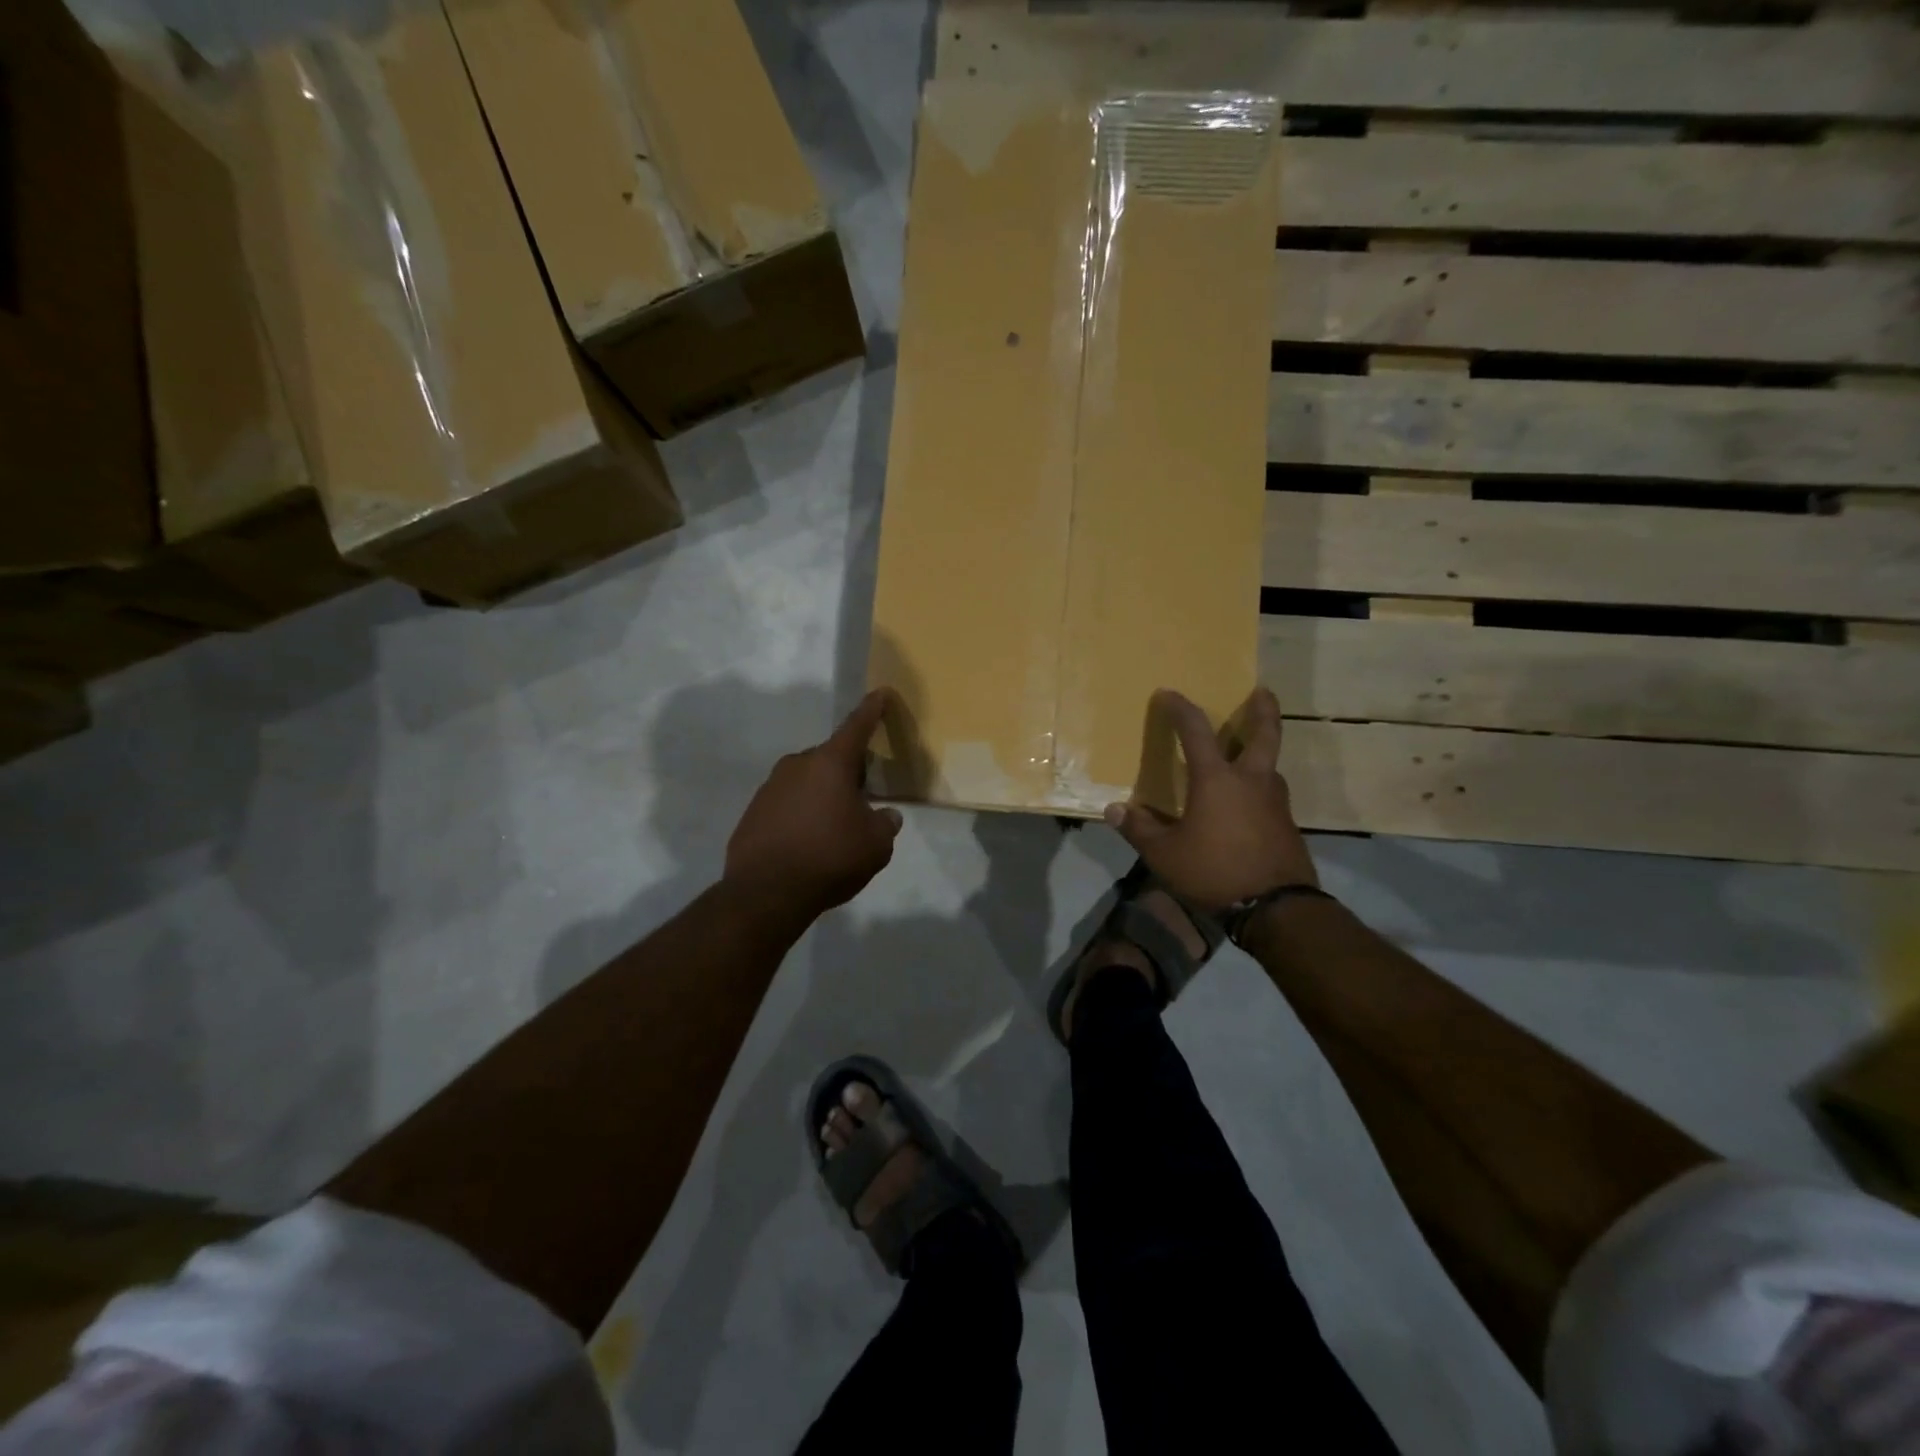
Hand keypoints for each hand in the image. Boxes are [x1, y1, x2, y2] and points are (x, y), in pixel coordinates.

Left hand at [725, 690, 903, 917]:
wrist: (766, 893)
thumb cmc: (830, 857)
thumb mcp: (876, 845)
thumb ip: (885, 824)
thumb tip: (885, 816)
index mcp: (831, 763)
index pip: (857, 726)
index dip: (872, 710)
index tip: (881, 692)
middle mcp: (797, 765)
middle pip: (831, 758)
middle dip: (849, 771)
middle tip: (863, 796)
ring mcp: (770, 787)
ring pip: (807, 781)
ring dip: (823, 795)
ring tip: (835, 826)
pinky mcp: (753, 812)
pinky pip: (786, 803)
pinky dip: (801, 814)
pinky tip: (808, 842)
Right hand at [1104, 687, 1316, 911]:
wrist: (1276, 908)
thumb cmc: (1214, 870)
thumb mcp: (1164, 854)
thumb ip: (1140, 829)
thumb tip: (1114, 810)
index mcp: (1217, 779)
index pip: (1196, 731)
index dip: (1180, 709)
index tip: (1168, 694)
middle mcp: (1251, 781)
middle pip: (1265, 734)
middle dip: (1263, 710)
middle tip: (1262, 692)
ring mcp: (1275, 803)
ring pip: (1271, 766)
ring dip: (1261, 752)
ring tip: (1247, 754)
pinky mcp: (1286, 826)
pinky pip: (1271, 795)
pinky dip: (1260, 787)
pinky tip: (1248, 803)